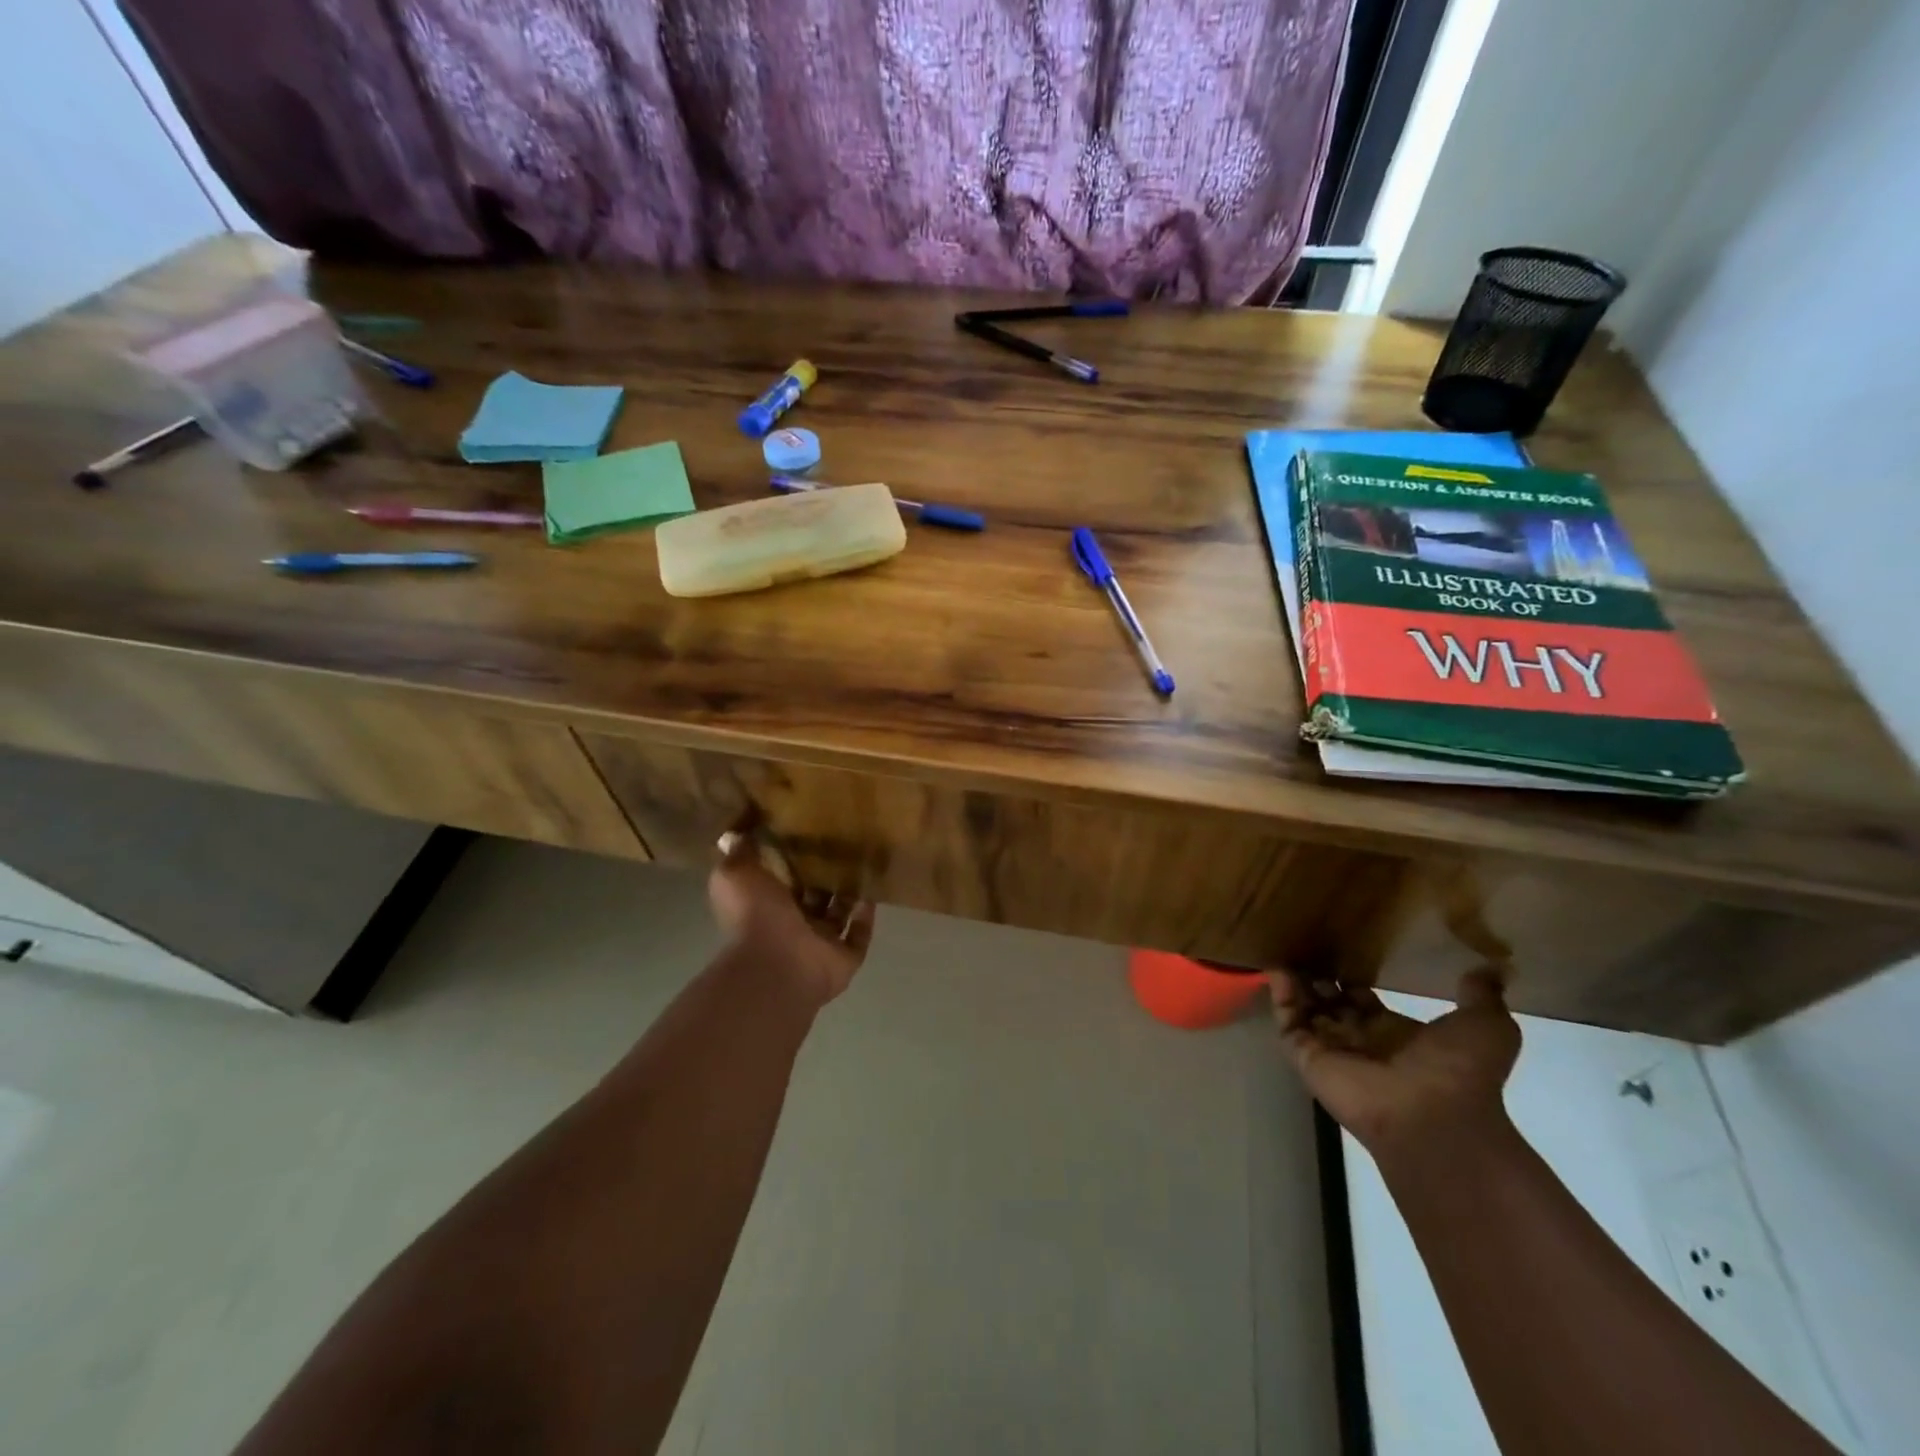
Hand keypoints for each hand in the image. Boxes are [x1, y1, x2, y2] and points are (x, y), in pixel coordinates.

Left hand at [708, 831, 874, 1008]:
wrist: (776, 965)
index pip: (780, 877)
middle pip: (812, 895)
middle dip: (825, 873)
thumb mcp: (734, 873)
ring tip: (865, 860)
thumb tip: (736, 834)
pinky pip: (859, 934)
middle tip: (844, 841)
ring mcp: (819, 943)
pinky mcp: (843, 958)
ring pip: (838, 913)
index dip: (792, 856)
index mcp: (764, 904)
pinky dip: (866, 916)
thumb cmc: (754, 915)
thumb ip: (739, 852)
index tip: (807, 829)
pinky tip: (874, 890)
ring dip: (849, 892)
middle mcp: (791, 924)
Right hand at [1269, 968, 1520, 1166]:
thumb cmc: (1459, 1072)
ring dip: (1296, 985)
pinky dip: (1280, 998)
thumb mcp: (1487, 1026)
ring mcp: (1333, 1051)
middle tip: (1304, 945)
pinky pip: (1289, 1024)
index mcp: (1397, 1035)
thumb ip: (1480, 997)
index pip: (1364, 1003)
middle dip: (1318, 981)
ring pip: (1306, 1012)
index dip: (1353, 982)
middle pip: (1331, 1006)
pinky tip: (1276, 970)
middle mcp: (1362, 1042)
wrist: (1434, 1116)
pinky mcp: (1309, 1057)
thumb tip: (1488, 970)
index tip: (1340, 951)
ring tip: (1283, 950)